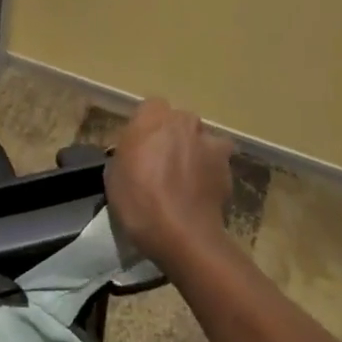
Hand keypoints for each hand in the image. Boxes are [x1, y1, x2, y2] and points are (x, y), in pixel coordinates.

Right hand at [104, 98, 234, 266]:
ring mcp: (209, 144)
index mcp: (152, 117)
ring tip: (187, 178)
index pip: (151, 107)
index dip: (147, 126)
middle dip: (173, 136)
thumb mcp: (113, 176)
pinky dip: (211, 173)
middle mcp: (183, 122)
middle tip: (162, 163)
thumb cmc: (138, 201)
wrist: (183, 235)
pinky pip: (217, 163)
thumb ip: (126, 153)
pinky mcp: (228, 169)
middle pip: (179, 121)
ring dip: (196, 151)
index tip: (140, 146)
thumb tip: (135, 154)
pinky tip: (201, 194)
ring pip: (202, 140)